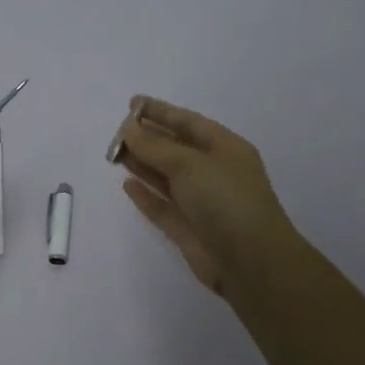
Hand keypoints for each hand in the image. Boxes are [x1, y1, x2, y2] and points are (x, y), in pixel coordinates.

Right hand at [112, 95, 302, 297]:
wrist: (250, 261)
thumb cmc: (225, 199)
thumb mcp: (189, 163)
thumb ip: (154, 145)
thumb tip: (128, 128)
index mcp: (224, 148)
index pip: (187, 122)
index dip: (160, 111)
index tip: (132, 103)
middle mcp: (213, 171)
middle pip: (174, 148)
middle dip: (146, 138)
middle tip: (116, 132)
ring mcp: (201, 201)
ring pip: (165, 176)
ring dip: (142, 163)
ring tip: (114, 154)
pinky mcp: (188, 228)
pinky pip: (162, 206)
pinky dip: (145, 195)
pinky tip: (127, 185)